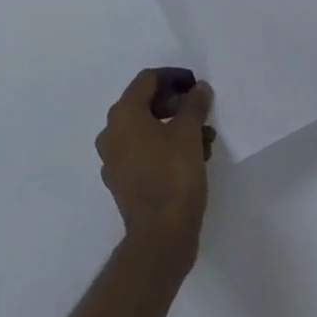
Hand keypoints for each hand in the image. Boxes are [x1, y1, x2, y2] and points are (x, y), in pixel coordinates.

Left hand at [95, 69, 215, 265]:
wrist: (160, 238)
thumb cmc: (173, 176)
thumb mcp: (189, 134)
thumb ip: (194, 105)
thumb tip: (199, 88)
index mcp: (123, 113)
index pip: (147, 79)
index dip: (174, 77)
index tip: (196, 85)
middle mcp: (111, 132)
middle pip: (144, 104)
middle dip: (175, 105)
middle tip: (201, 111)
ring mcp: (113, 159)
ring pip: (146, 131)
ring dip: (173, 128)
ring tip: (205, 139)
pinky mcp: (121, 182)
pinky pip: (143, 154)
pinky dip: (164, 149)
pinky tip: (191, 160)